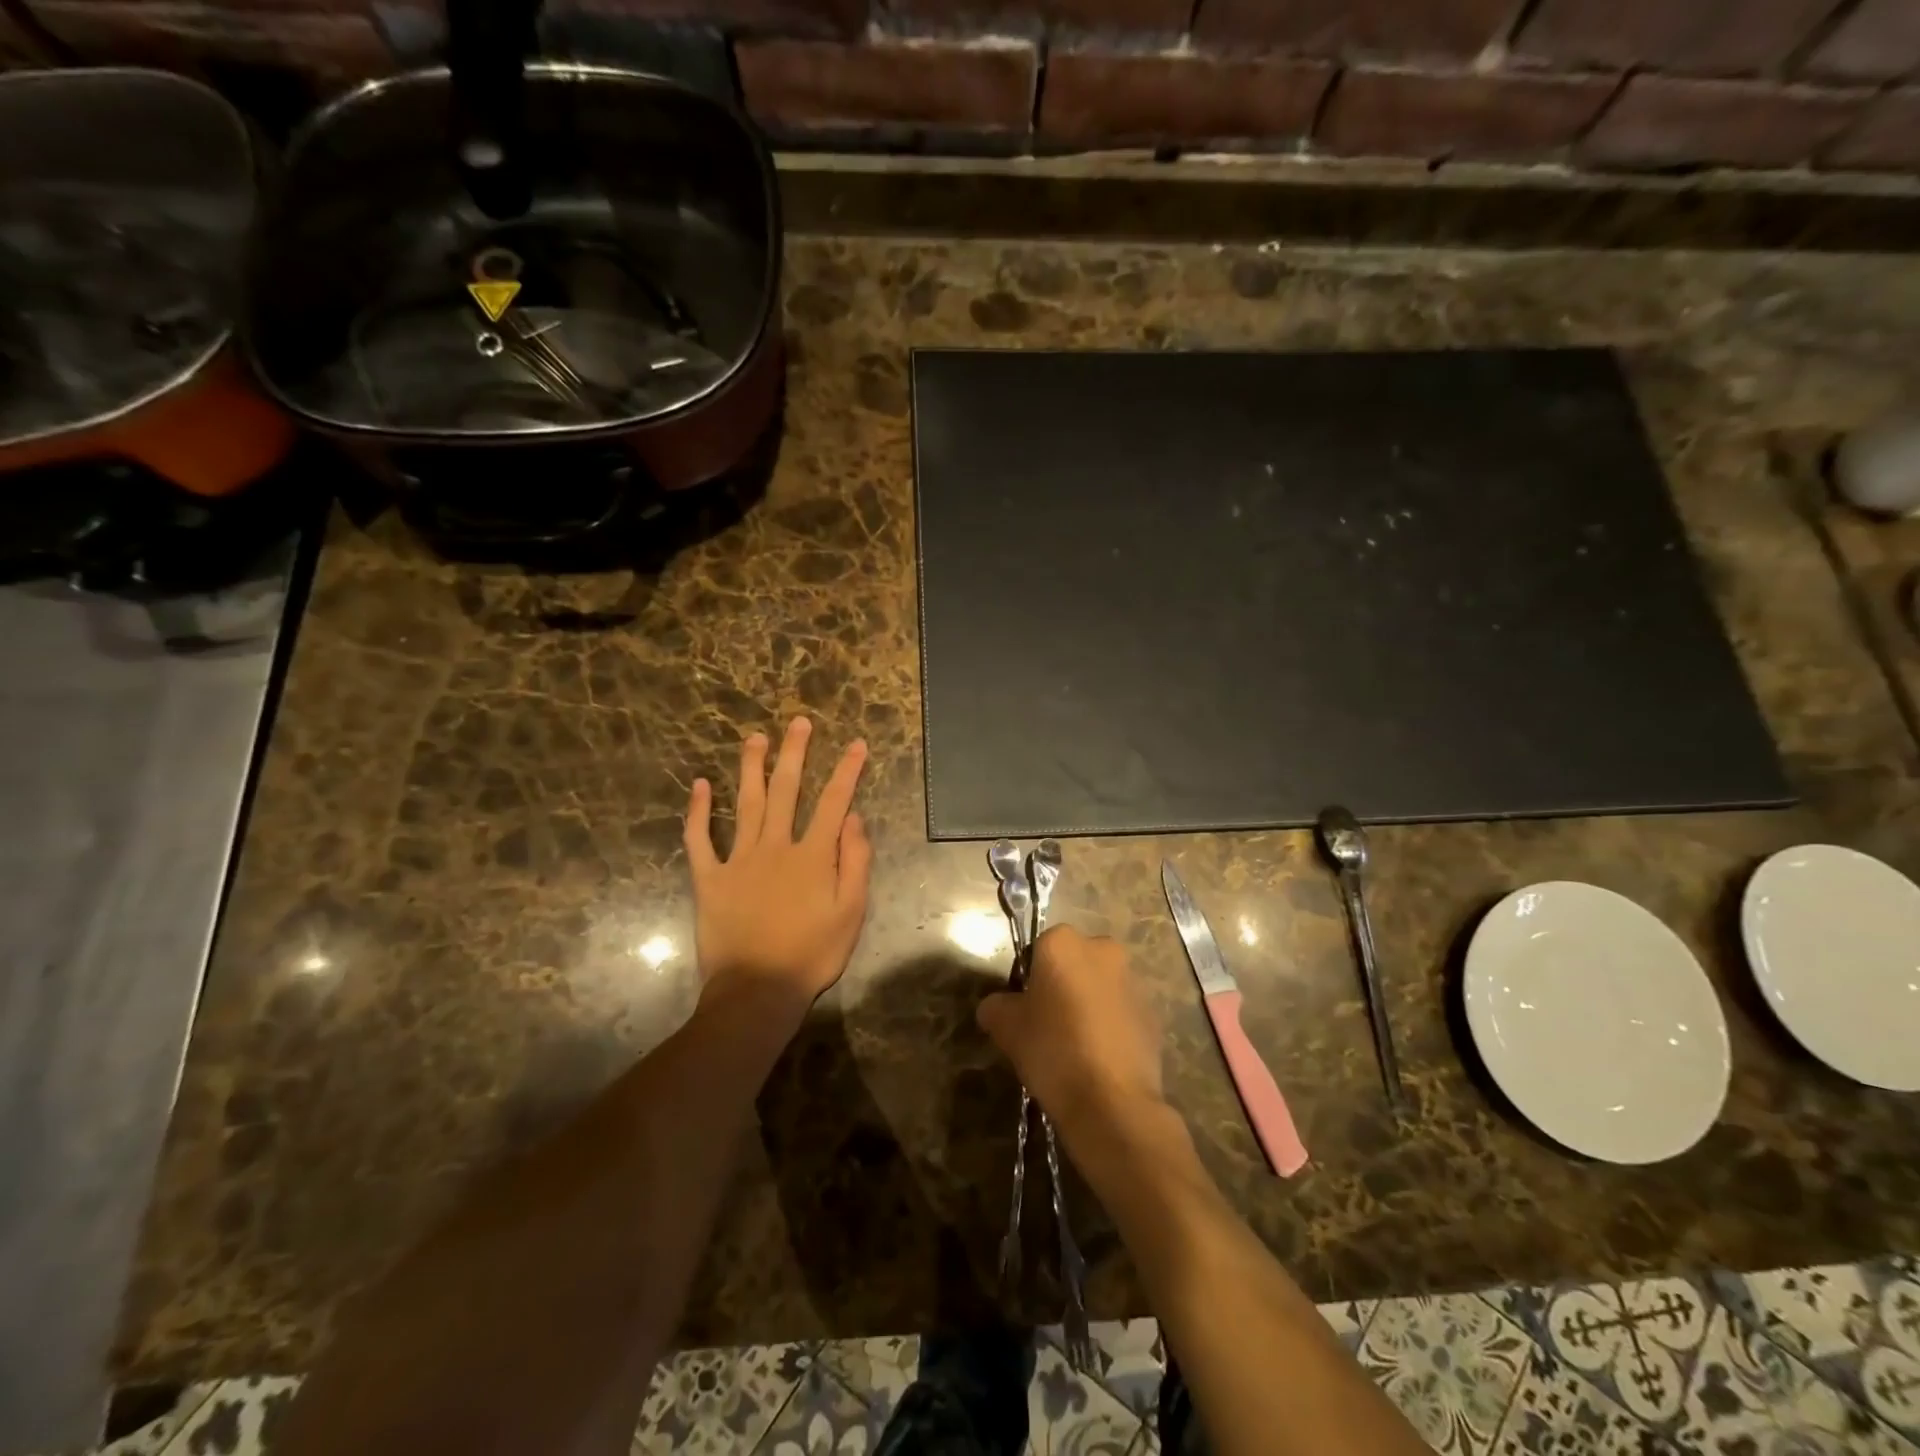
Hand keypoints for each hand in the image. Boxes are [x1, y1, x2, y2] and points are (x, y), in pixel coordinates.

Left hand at [684, 717, 870, 1006]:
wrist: (757, 991)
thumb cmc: (812, 954)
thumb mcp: (851, 913)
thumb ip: (855, 862)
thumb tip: (855, 818)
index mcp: (812, 855)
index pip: (834, 802)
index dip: (847, 771)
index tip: (856, 744)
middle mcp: (775, 846)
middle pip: (786, 790)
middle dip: (794, 753)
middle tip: (798, 723)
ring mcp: (739, 860)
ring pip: (746, 804)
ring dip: (751, 768)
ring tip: (755, 738)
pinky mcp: (710, 879)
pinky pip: (700, 840)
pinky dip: (698, 812)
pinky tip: (699, 786)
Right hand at [976, 925, 1166, 1147]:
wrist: (1112, 1102)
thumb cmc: (1053, 1050)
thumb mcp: (1006, 1028)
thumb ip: (996, 1006)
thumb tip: (995, 1007)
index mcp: (1063, 943)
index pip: (1039, 949)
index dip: (1029, 978)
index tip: (1025, 1008)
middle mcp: (1102, 949)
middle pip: (1074, 962)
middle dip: (1063, 984)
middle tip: (1048, 1023)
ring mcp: (1133, 980)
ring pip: (1100, 985)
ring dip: (1089, 1003)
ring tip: (1075, 1045)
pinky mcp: (1153, 1013)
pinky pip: (1121, 1011)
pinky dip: (1110, 1025)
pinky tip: (1099, 1058)